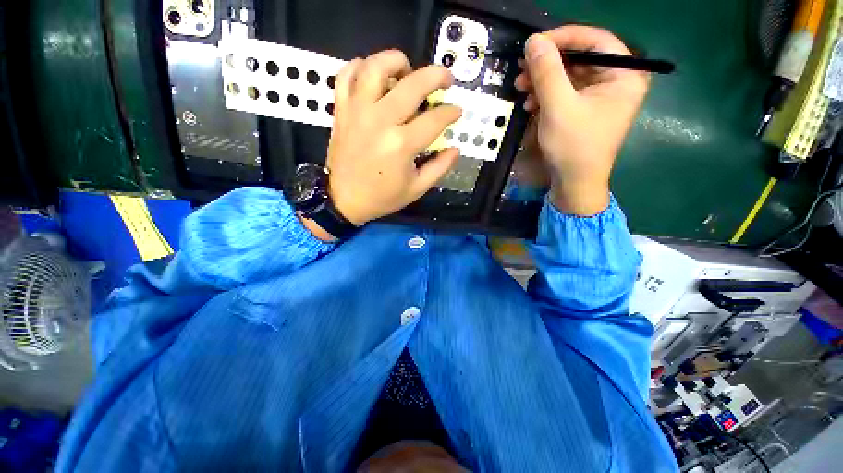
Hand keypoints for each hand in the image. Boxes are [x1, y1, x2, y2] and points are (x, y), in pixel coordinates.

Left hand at [326, 50, 461, 225]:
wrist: (339, 199)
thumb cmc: (379, 195)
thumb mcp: (416, 188)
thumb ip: (440, 166)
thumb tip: (456, 147)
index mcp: (401, 144)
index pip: (436, 117)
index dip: (451, 112)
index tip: (455, 111)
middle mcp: (380, 120)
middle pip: (413, 83)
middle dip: (437, 75)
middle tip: (444, 79)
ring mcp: (357, 110)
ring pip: (374, 68)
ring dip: (395, 61)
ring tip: (405, 70)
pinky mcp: (342, 108)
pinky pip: (344, 76)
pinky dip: (358, 66)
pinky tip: (372, 73)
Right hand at [515, 25, 648, 215]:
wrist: (576, 185)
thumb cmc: (576, 148)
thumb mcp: (558, 104)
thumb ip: (547, 67)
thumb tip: (534, 39)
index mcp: (625, 78)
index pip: (598, 38)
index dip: (566, 35)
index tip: (538, 43)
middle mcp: (619, 79)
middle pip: (583, 49)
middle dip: (550, 57)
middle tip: (524, 64)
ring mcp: (604, 88)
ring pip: (571, 63)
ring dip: (543, 72)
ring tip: (521, 86)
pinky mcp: (591, 98)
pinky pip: (568, 79)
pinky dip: (547, 84)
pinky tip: (530, 97)